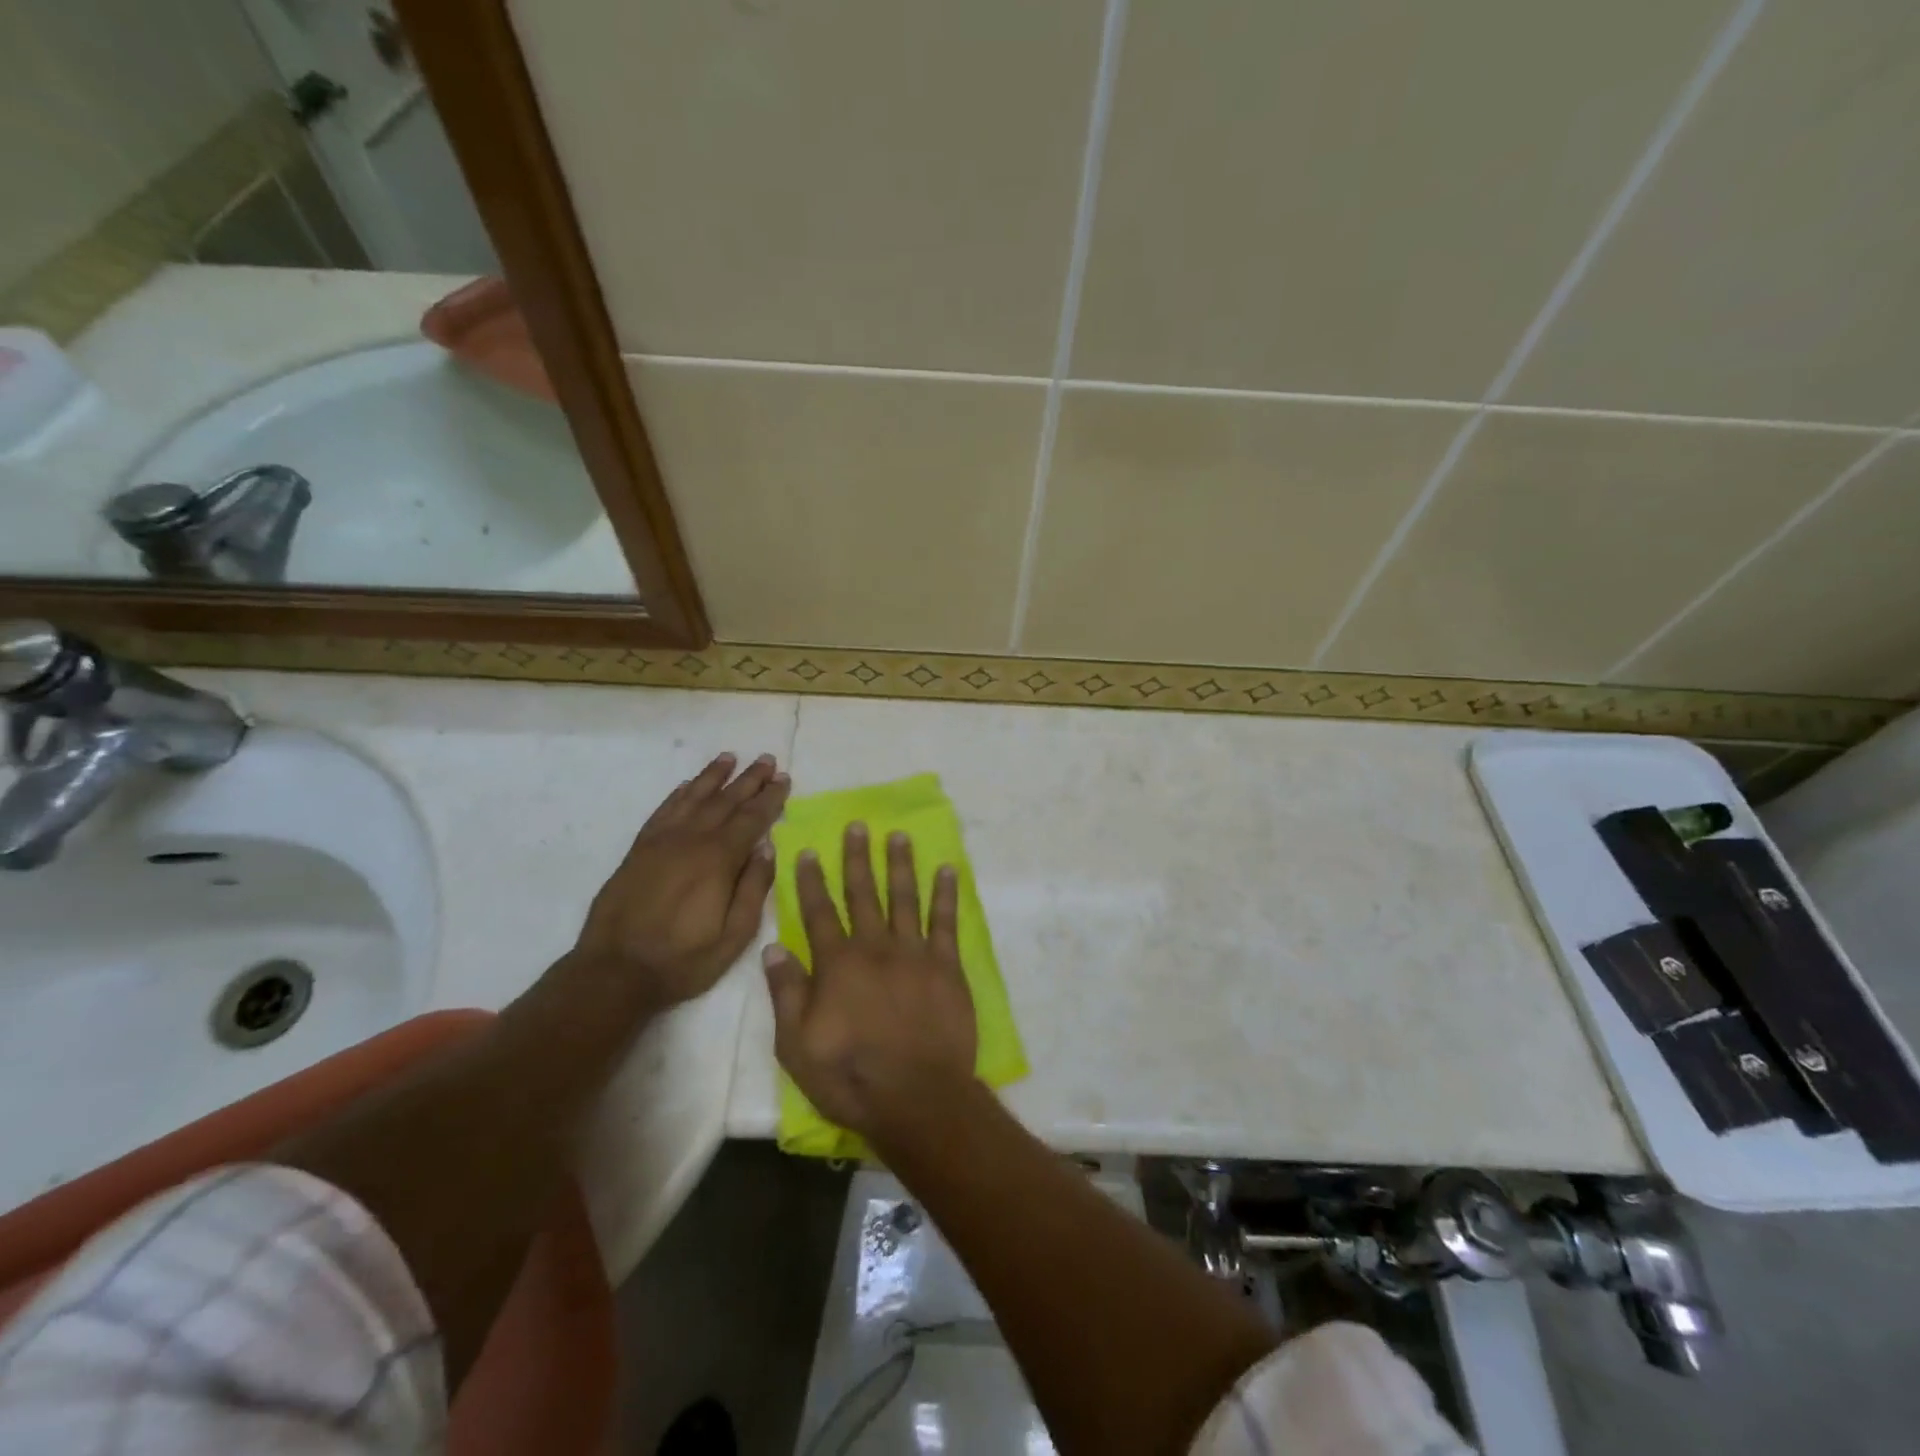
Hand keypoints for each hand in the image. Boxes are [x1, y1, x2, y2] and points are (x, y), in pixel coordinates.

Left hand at [572, 752, 789, 1011]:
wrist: (614, 972)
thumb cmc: (683, 960)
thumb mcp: (734, 936)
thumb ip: (754, 889)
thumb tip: (768, 848)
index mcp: (718, 860)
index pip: (752, 819)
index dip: (770, 798)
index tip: (784, 778)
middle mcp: (690, 840)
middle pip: (725, 801)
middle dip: (749, 779)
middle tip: (767, 759)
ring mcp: (661, 842)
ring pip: (692, 798)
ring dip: (713, 776)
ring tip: (730, 758)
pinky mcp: (639, 850)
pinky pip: (663, 811)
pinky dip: (679, 794)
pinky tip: (688, 785)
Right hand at [764, 823, 978, 1142]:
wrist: (917, 1097)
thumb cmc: (850, 1077)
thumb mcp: (797, 1046)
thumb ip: (787, 993)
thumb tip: (774, 948)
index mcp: (837, 964)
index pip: (819, 912)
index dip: (811, 881)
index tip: (807, 851)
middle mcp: (875, 947)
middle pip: (863, 894)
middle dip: (857, 858)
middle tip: (858, 826)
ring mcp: (915, 953)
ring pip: (905, 898)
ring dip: (900, 865)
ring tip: (898, 836)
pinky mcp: (947, 966)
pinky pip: (946, 922)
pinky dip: (945, 894)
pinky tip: (946, 870)